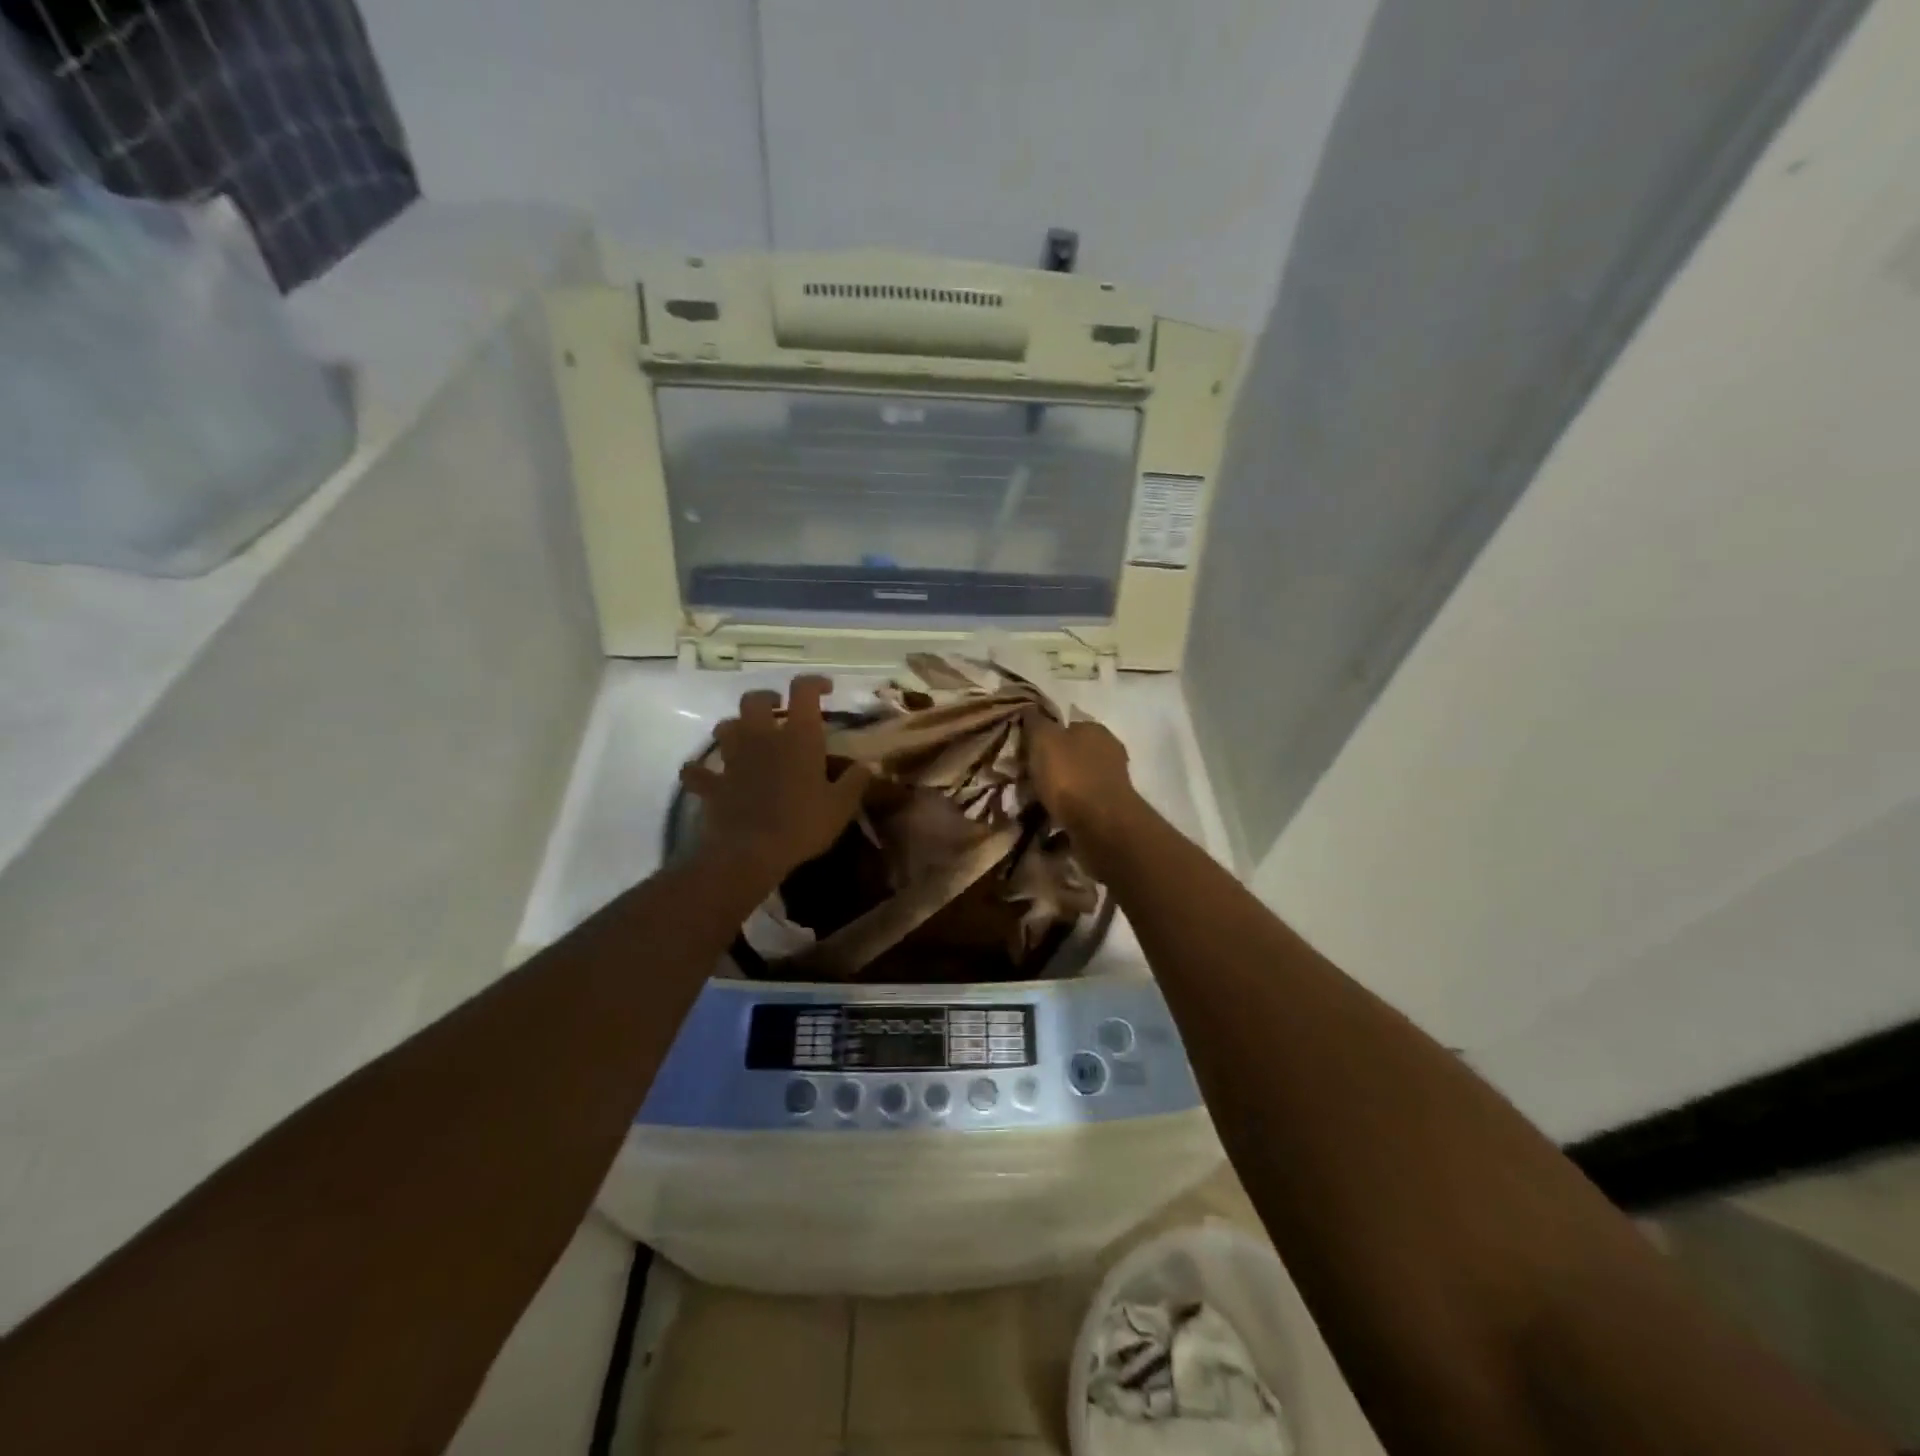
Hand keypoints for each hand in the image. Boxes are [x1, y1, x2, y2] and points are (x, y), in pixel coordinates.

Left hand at [681, 676, 873, 887]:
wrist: (750, 853)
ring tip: (747, 739)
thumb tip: (868, 765)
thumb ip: (855, 781)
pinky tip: (704, 775)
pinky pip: (696, 772)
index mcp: (798, 737)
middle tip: (780, 712)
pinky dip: (699, 771)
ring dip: (735, 727)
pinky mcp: (713, 784)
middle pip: (755, 700)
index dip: (814, 683)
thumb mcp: (841, 806)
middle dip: (767, 700)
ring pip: (724, 727)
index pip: (803, 691)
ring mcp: (733, 759)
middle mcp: (762, 738)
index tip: (825, 690)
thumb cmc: (802, 824)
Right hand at [1022, 710, 1140, 839]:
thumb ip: (1035, 722)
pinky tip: (1054, 816)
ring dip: (1061, 787)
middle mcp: (1109, 749)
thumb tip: (1029, 708)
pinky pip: (1083, 801)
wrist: (1101, 823)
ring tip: (1038, 801)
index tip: (1027, 752)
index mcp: (1094, 728)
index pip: (1066, 725)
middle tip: (1030, 778)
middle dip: (1054, 764)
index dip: (1045, 737)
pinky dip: (1070, 806)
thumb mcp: (1043, 740)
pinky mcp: (1113, 806)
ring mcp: (1114, 779)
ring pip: (1078, 778)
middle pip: (1073, 752)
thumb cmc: (1070, 776)